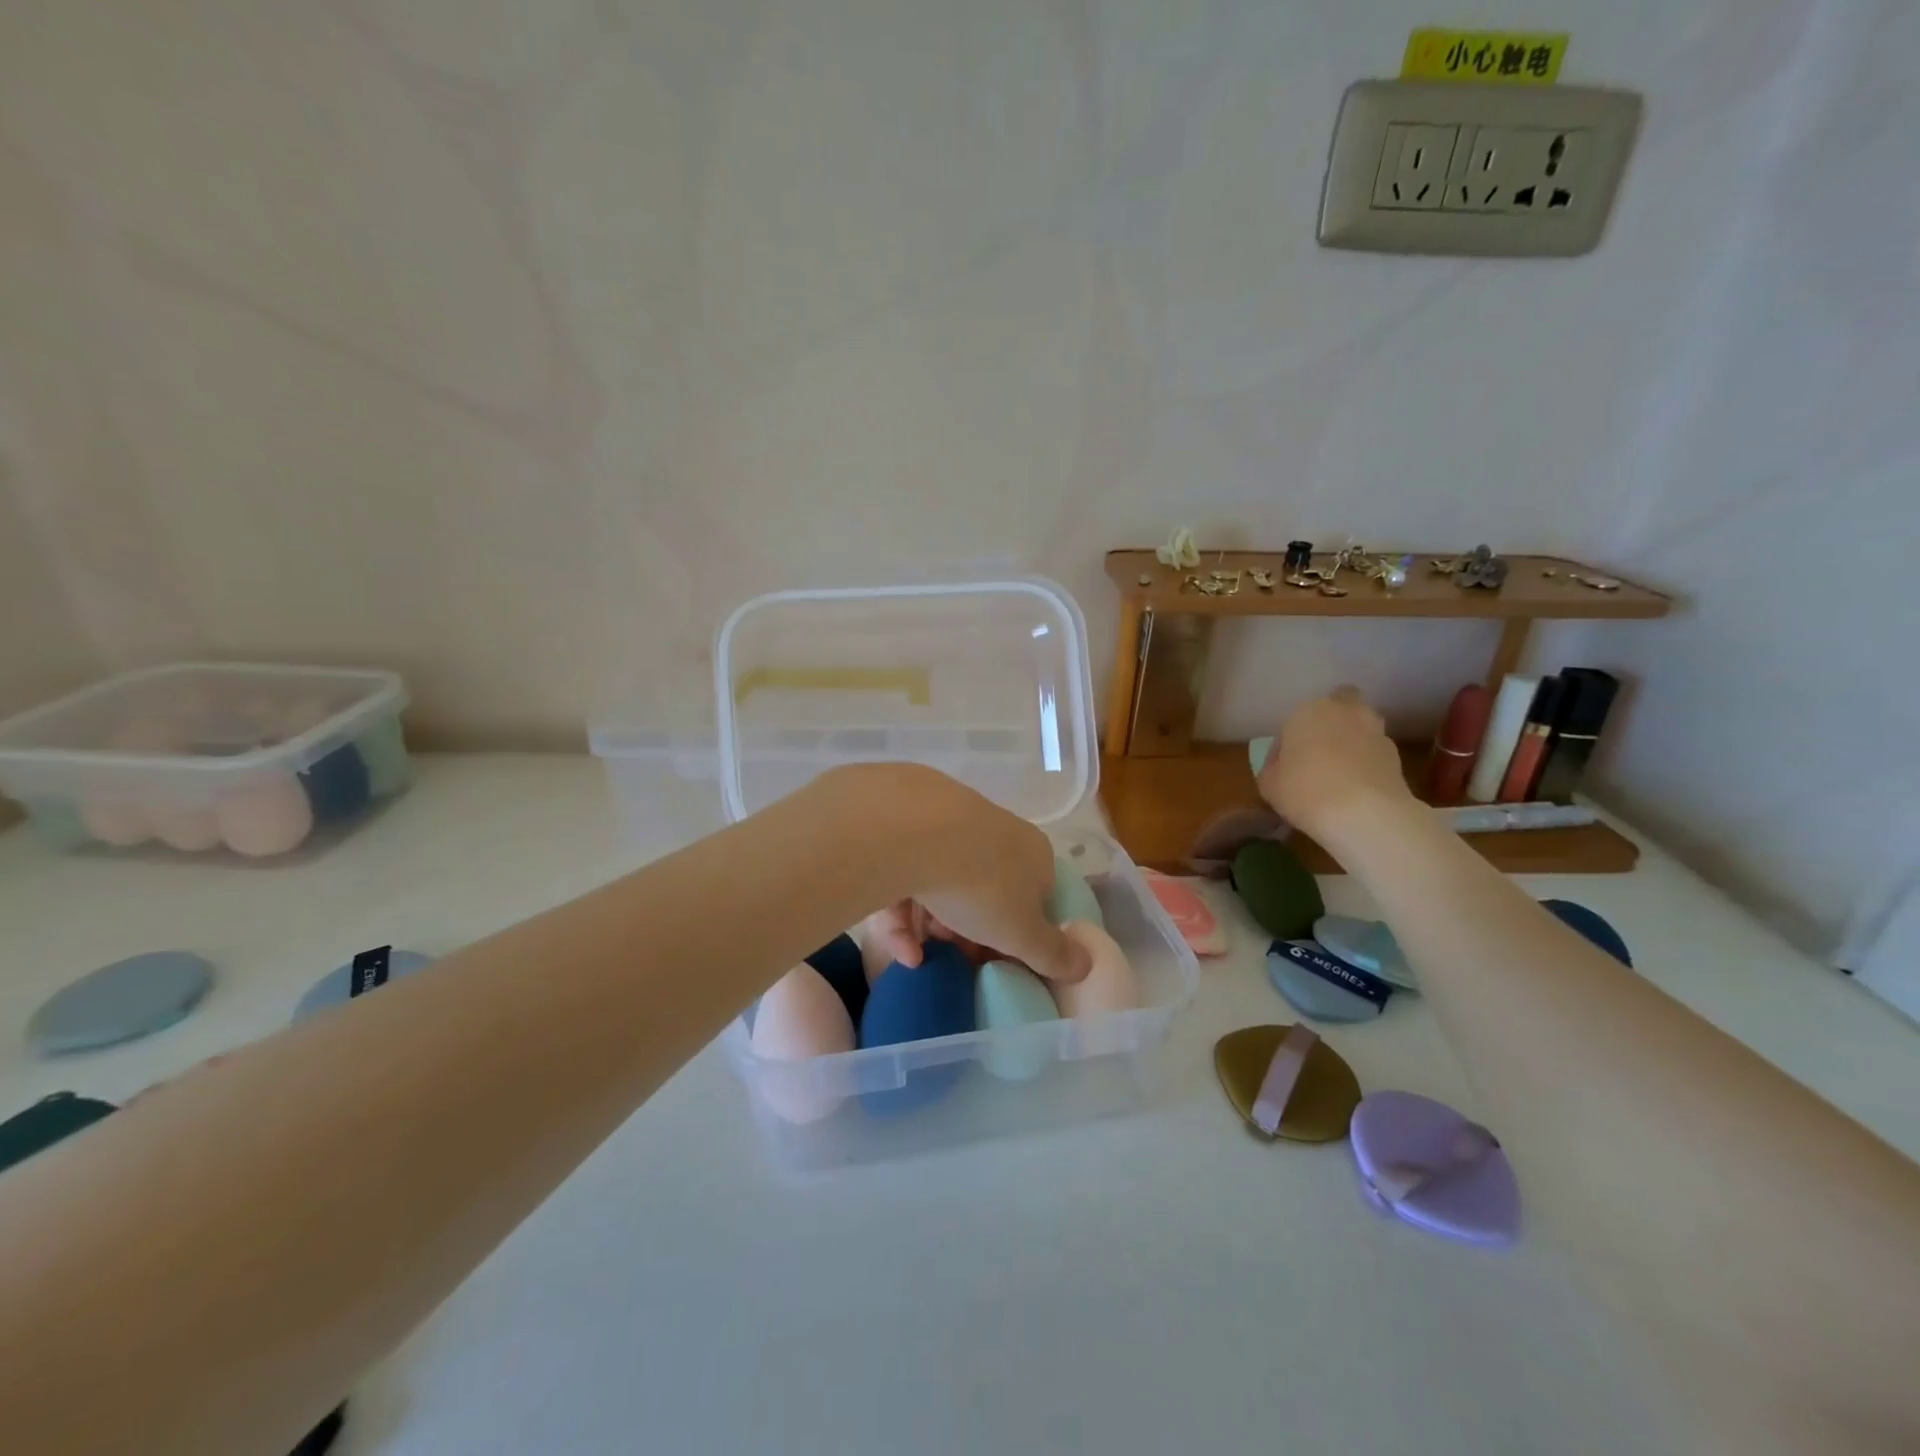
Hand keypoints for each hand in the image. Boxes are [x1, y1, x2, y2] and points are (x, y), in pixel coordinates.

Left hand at [824, 764, 1091, 983]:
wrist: (911, 831)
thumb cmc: (981, 886)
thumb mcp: (1022, 933)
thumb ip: (1053, 953)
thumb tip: (1086, 965)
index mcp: (1033, 853)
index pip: (1038, 896)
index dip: (1022, 935)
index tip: (1002, 961)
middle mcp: (995, 830)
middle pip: (988, 890)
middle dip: (973, 931)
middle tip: (960, 958)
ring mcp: (947, 823)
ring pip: (944, 883)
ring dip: (935, 927)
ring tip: (921, 956)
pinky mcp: (903, 826)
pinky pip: (907, 875)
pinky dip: (904, 916)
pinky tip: (899, 949)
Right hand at [1255, 688, 1413, 838]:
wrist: (1366, 814)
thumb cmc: (1305, 791)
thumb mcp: (1269, 785)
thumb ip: (1272, 769)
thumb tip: (1281, 767)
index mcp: (1308, 711)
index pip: (1291, 723)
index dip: (1287, 745)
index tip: (1284, 768)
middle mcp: (1344, 712)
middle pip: (1338, 708)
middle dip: (1330, 724)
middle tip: (1318, 754)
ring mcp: (1375, 731)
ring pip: (1359, 728)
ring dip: (1351, 742)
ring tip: (1339, 774)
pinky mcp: (1397, 755)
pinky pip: (1373, 753)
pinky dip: (1367, 764)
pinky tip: (1357, 789)